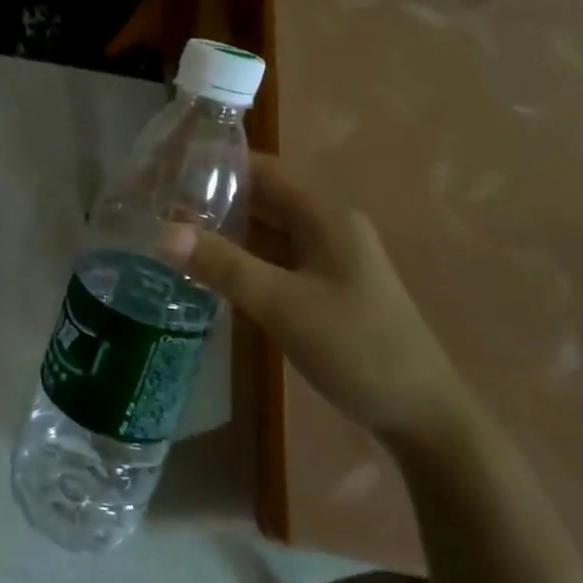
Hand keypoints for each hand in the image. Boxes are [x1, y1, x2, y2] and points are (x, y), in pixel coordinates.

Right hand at [161, 154, 470, 446]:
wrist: (424, 417)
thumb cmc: (357, 349)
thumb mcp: (283, 305)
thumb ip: (224, 266)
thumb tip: (163, 233)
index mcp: (325, 216)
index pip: (263, 170)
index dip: (217, 164)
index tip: (168, 170)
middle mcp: (327, 227)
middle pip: (263, 197)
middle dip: (214, 198)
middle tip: (158, 204)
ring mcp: (328, 258)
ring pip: (267, 229)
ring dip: (226, 228)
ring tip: (171, 230)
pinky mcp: (325, 287)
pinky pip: (275, 258)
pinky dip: (242, 256)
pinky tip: (208, 267)